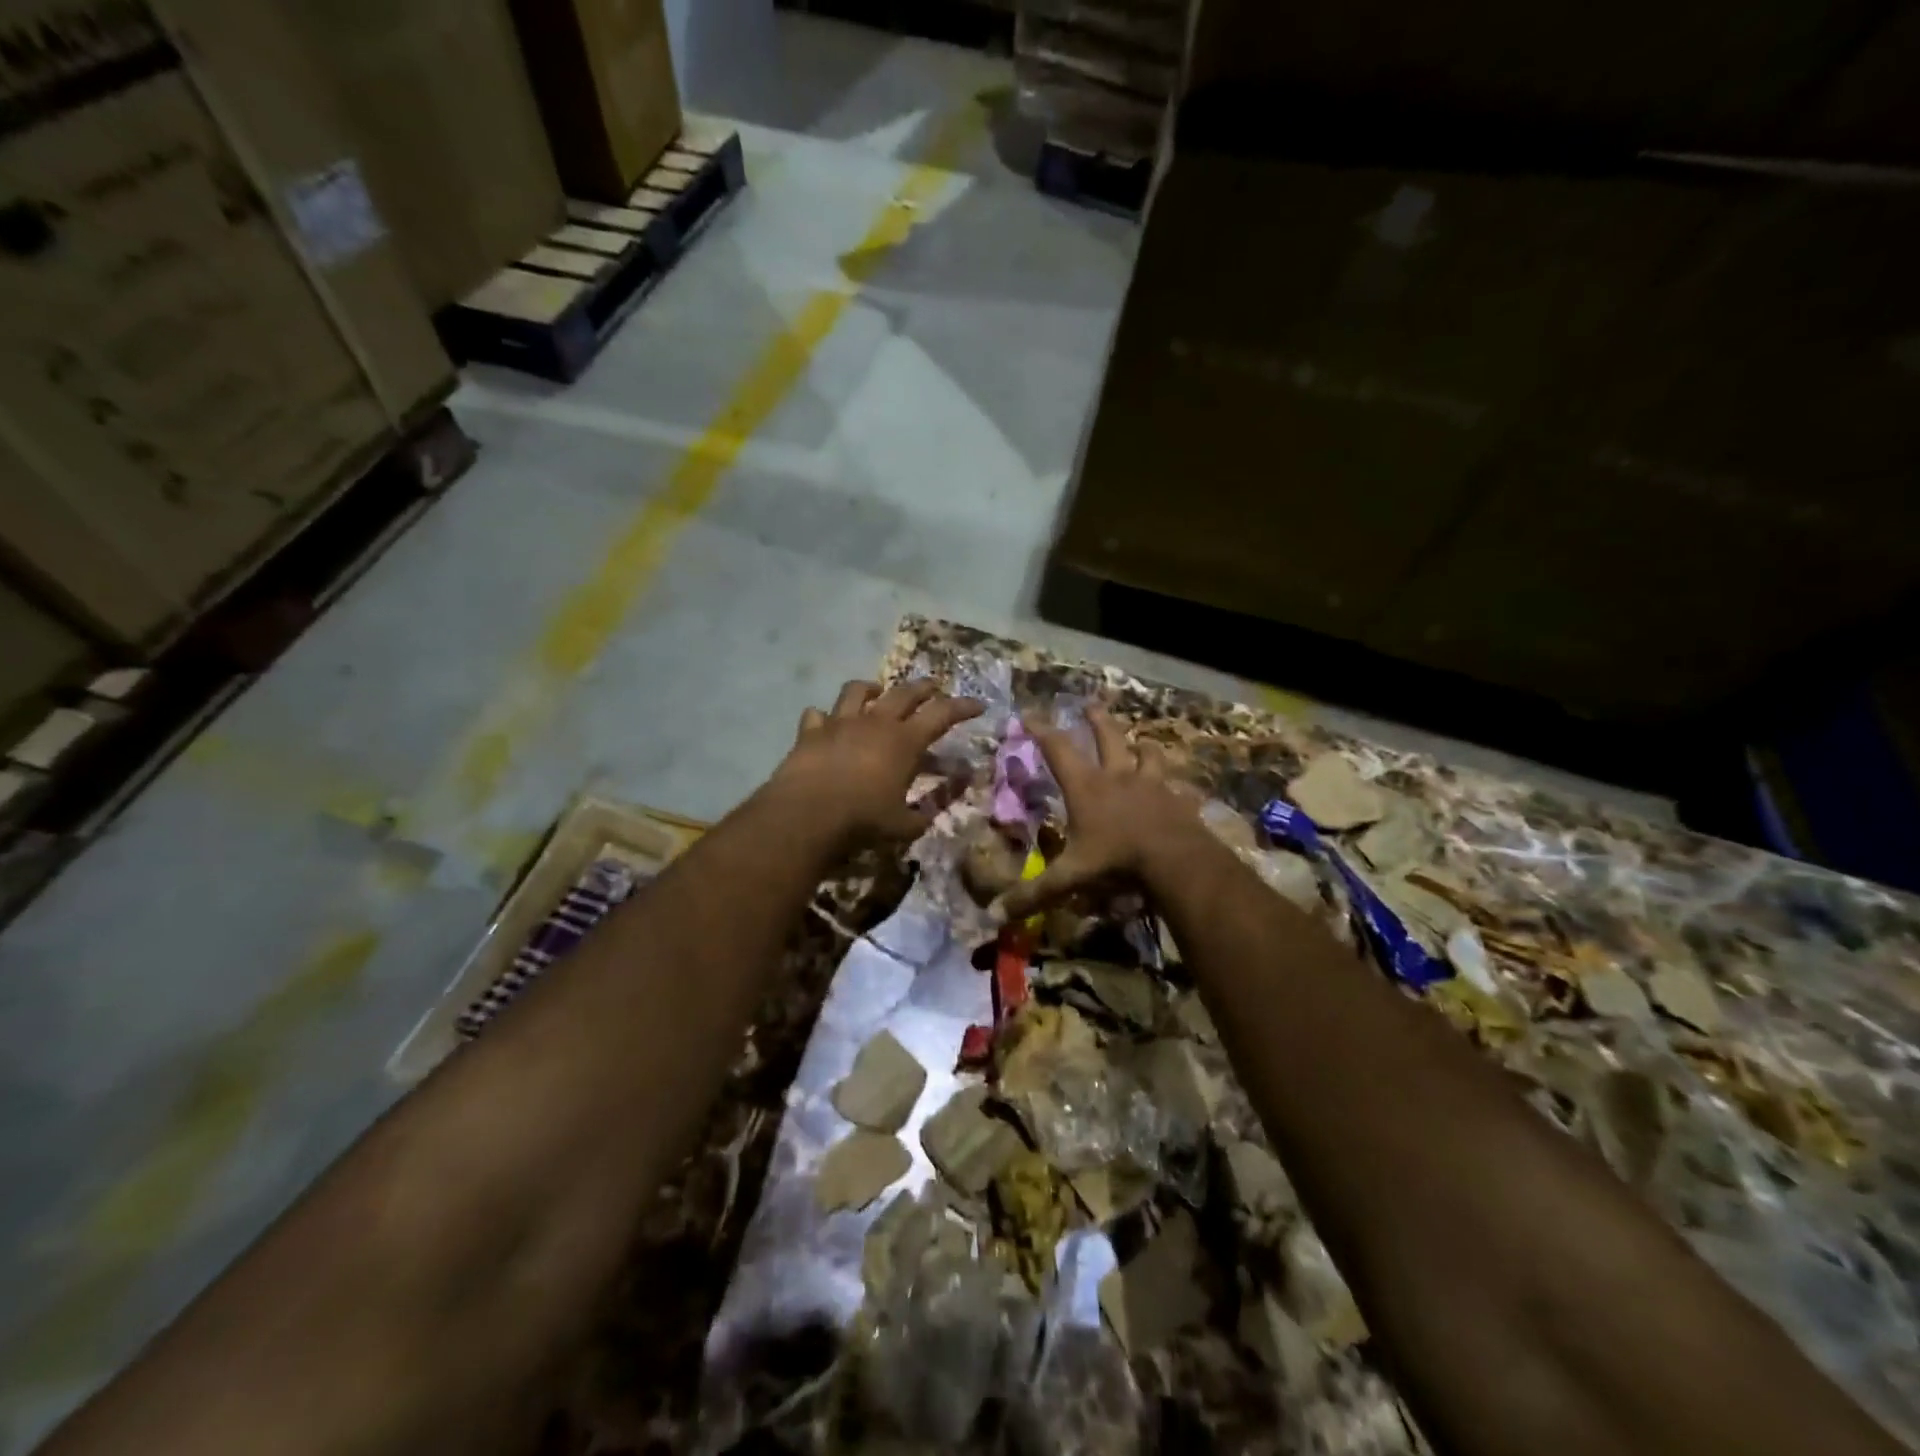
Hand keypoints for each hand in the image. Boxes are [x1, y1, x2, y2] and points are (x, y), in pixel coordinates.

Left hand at [770, 679, 981, 843]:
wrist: (807, 815)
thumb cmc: (863, 820)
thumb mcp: (906, 824)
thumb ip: (930, 810)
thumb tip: (947, 801)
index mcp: (904, 741)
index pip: (942, 714)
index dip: (963, 707)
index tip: (978, 704)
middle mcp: (875, 722)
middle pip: (904, 692)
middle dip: (924, 687)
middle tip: (934, 686)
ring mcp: (840, 722)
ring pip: (857, 691)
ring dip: (871, 689)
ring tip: (876, 691)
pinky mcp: (810, 732)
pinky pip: (817, 714)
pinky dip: (824, 717)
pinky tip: (826, 723)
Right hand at [996, 707, 1203, 919]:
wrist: (1175, 860)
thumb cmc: (1116, 860)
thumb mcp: (1070, 878)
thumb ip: (1034, 894)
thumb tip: (995, 915)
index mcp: (1087, 787)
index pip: (1057, 749)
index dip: (1041, 730)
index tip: (1029, 714)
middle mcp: (1118, 776)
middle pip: (1107, 737)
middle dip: (1096, 720)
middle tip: (1090, 704)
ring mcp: (1152, 784)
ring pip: (1147, 753)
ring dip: (1142, 746)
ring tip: (1141, 742)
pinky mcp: (1178, 799)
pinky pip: (1178, 786)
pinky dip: (1176, 785)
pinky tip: (1179, 789)